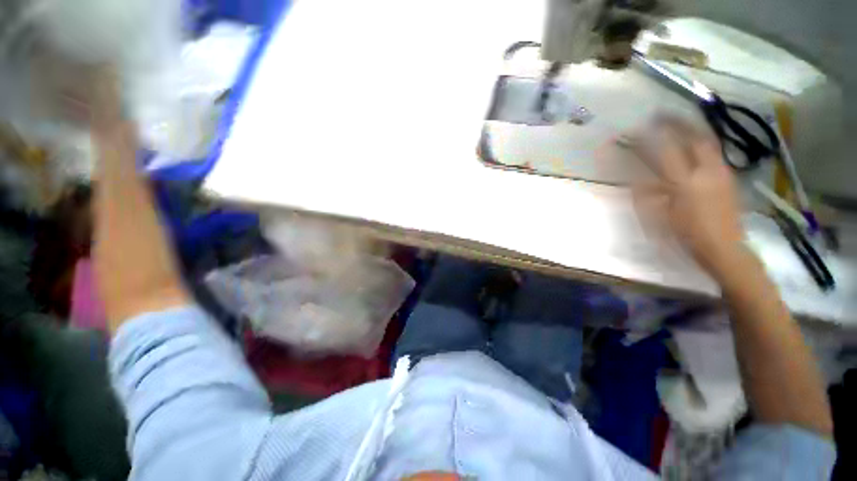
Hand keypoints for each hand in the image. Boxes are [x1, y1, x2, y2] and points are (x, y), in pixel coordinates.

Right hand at [632, 117, 744, 276]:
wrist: (724, 248)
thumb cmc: (685, 234)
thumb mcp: (657, 216)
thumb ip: (645, 193)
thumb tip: (634, 175)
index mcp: (684, 183)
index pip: (664, 151)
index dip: (649, 138)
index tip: (635, 129)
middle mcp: (705, 171)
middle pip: (694, 138)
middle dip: (677, 123)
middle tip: (661, 114)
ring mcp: (721, 173)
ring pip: (708, 142)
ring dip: (692, 128)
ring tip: (679, 122)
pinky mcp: (729, 178)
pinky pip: (714, 153)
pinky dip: (702, 142)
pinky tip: (695, 143)